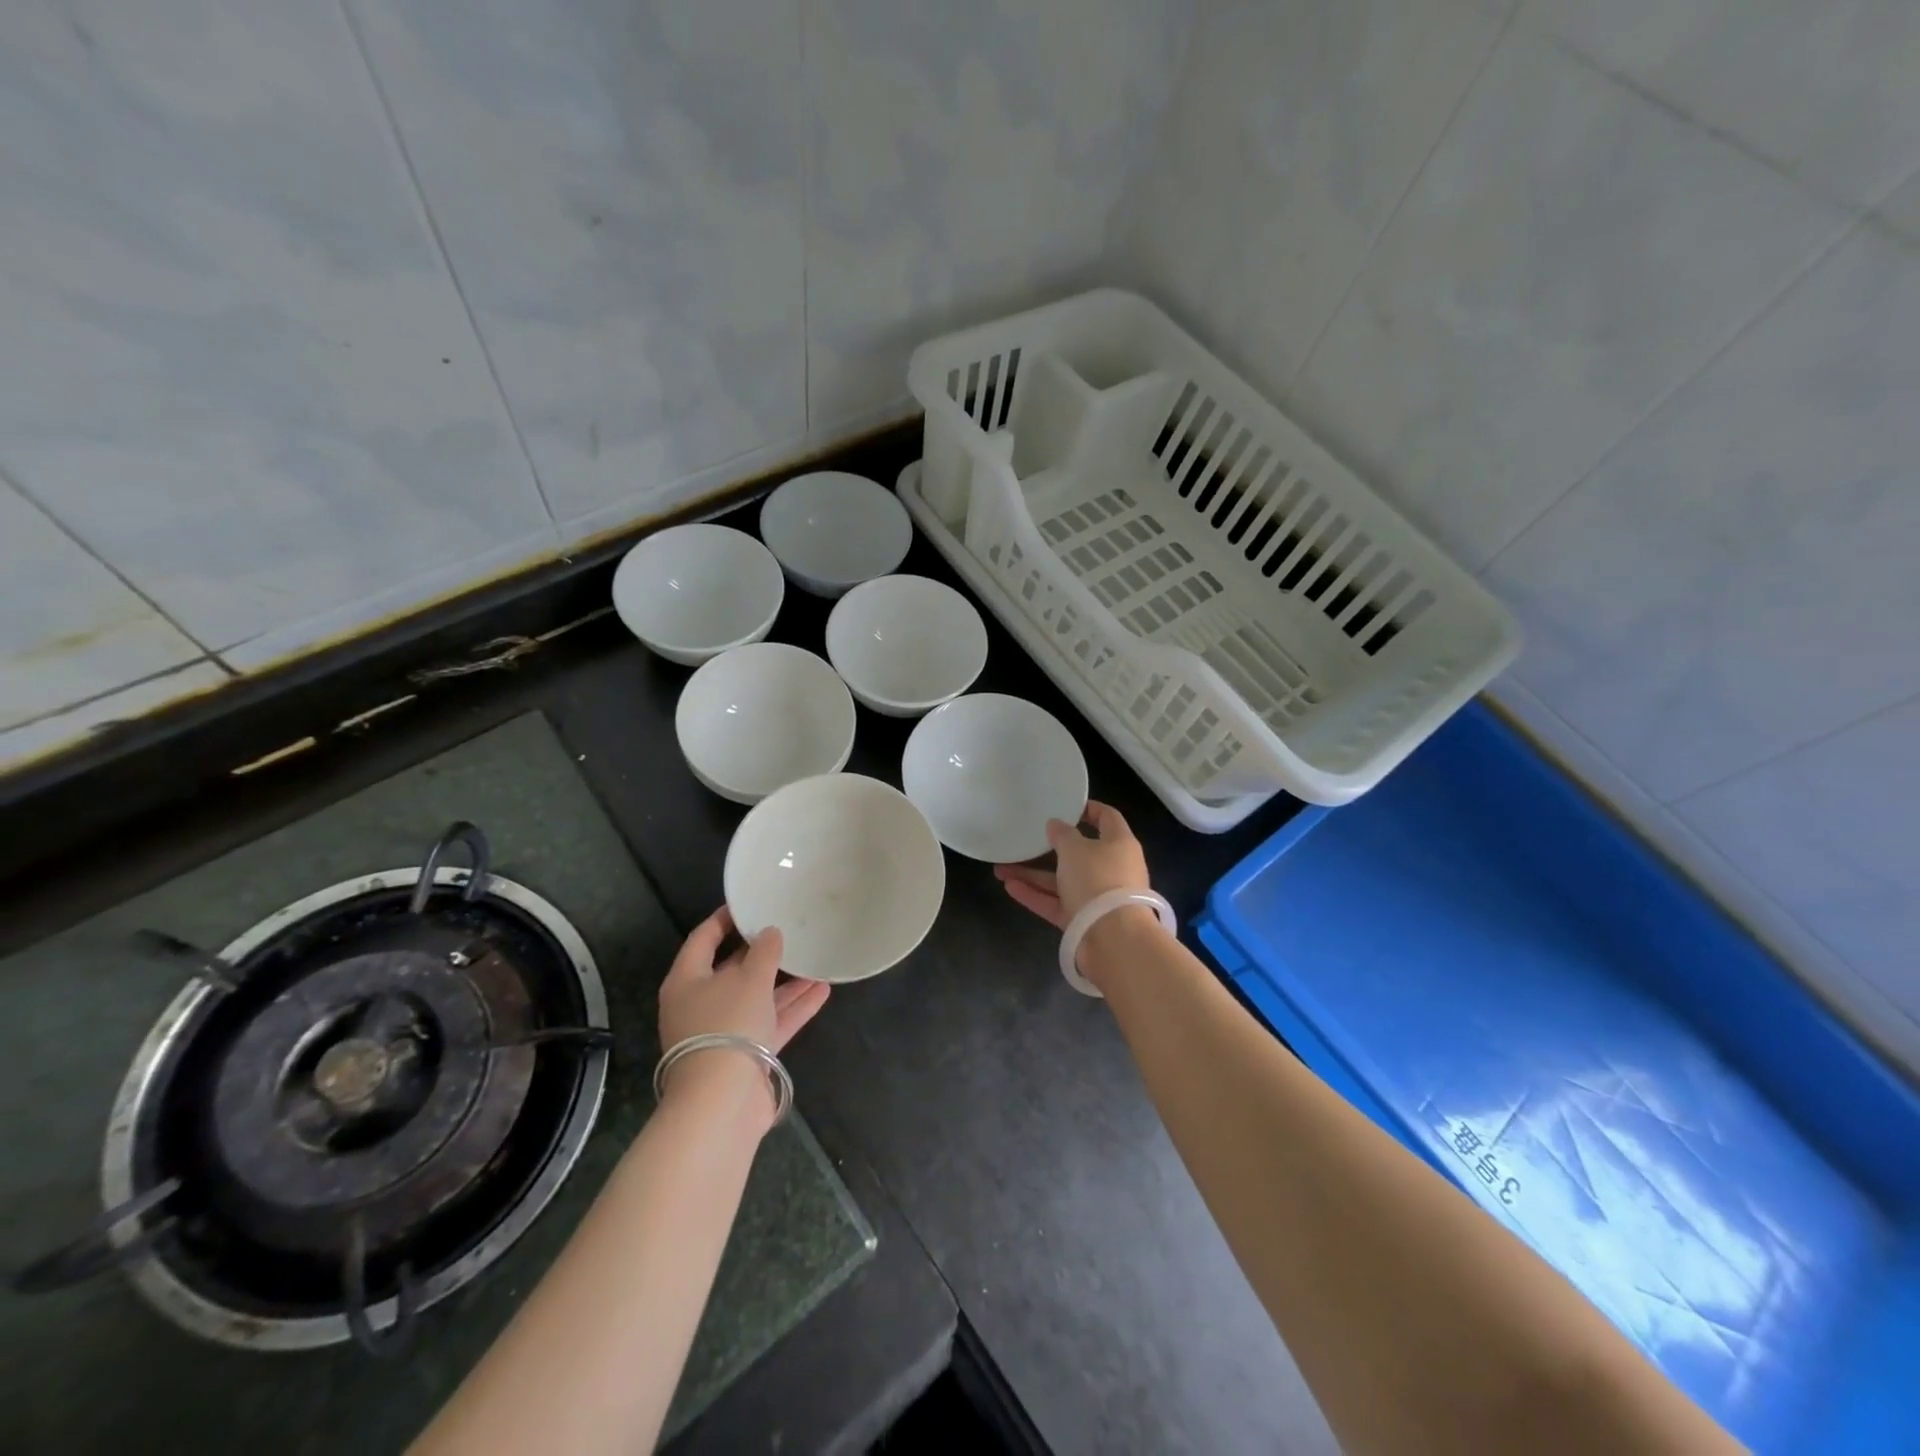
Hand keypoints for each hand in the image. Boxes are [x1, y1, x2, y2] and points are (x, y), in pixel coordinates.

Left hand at [657, 907, 830, 1121]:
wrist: (722, 1102)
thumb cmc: (727, 1025)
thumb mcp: (749, 979)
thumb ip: (763, 951)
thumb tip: (770, 933)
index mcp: (687, 981)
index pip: (703, 939)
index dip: (724, 919)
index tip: (747, 903)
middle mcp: (701, 1005)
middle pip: (732, 970)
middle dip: (762, 953)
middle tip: (788, 929)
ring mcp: (724, 1032)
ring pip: (757, 997)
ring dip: (785, 982)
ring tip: (815, 959)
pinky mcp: (746, 1056)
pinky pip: (771, 1022)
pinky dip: (793, 1008)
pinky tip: (822, 990)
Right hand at [993, 800, 1150, 929]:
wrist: (1114, 940)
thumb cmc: (1098, 880)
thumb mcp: (1075, 849)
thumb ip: (1062, 834)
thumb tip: (1056, 825)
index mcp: (1119, 844)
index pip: (1107, 818)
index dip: (1088, 809)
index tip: (1065, 805)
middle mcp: (1112, 868)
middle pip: (1079, 853)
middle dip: (1048, 848)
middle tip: (1025, 839)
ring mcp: (1098, 897)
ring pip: (1062, 880)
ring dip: (1033, 874)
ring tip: (1000, 869)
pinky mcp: (1084, 920)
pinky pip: (1057, 903)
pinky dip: (1035, 895)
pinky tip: (1009, 887)